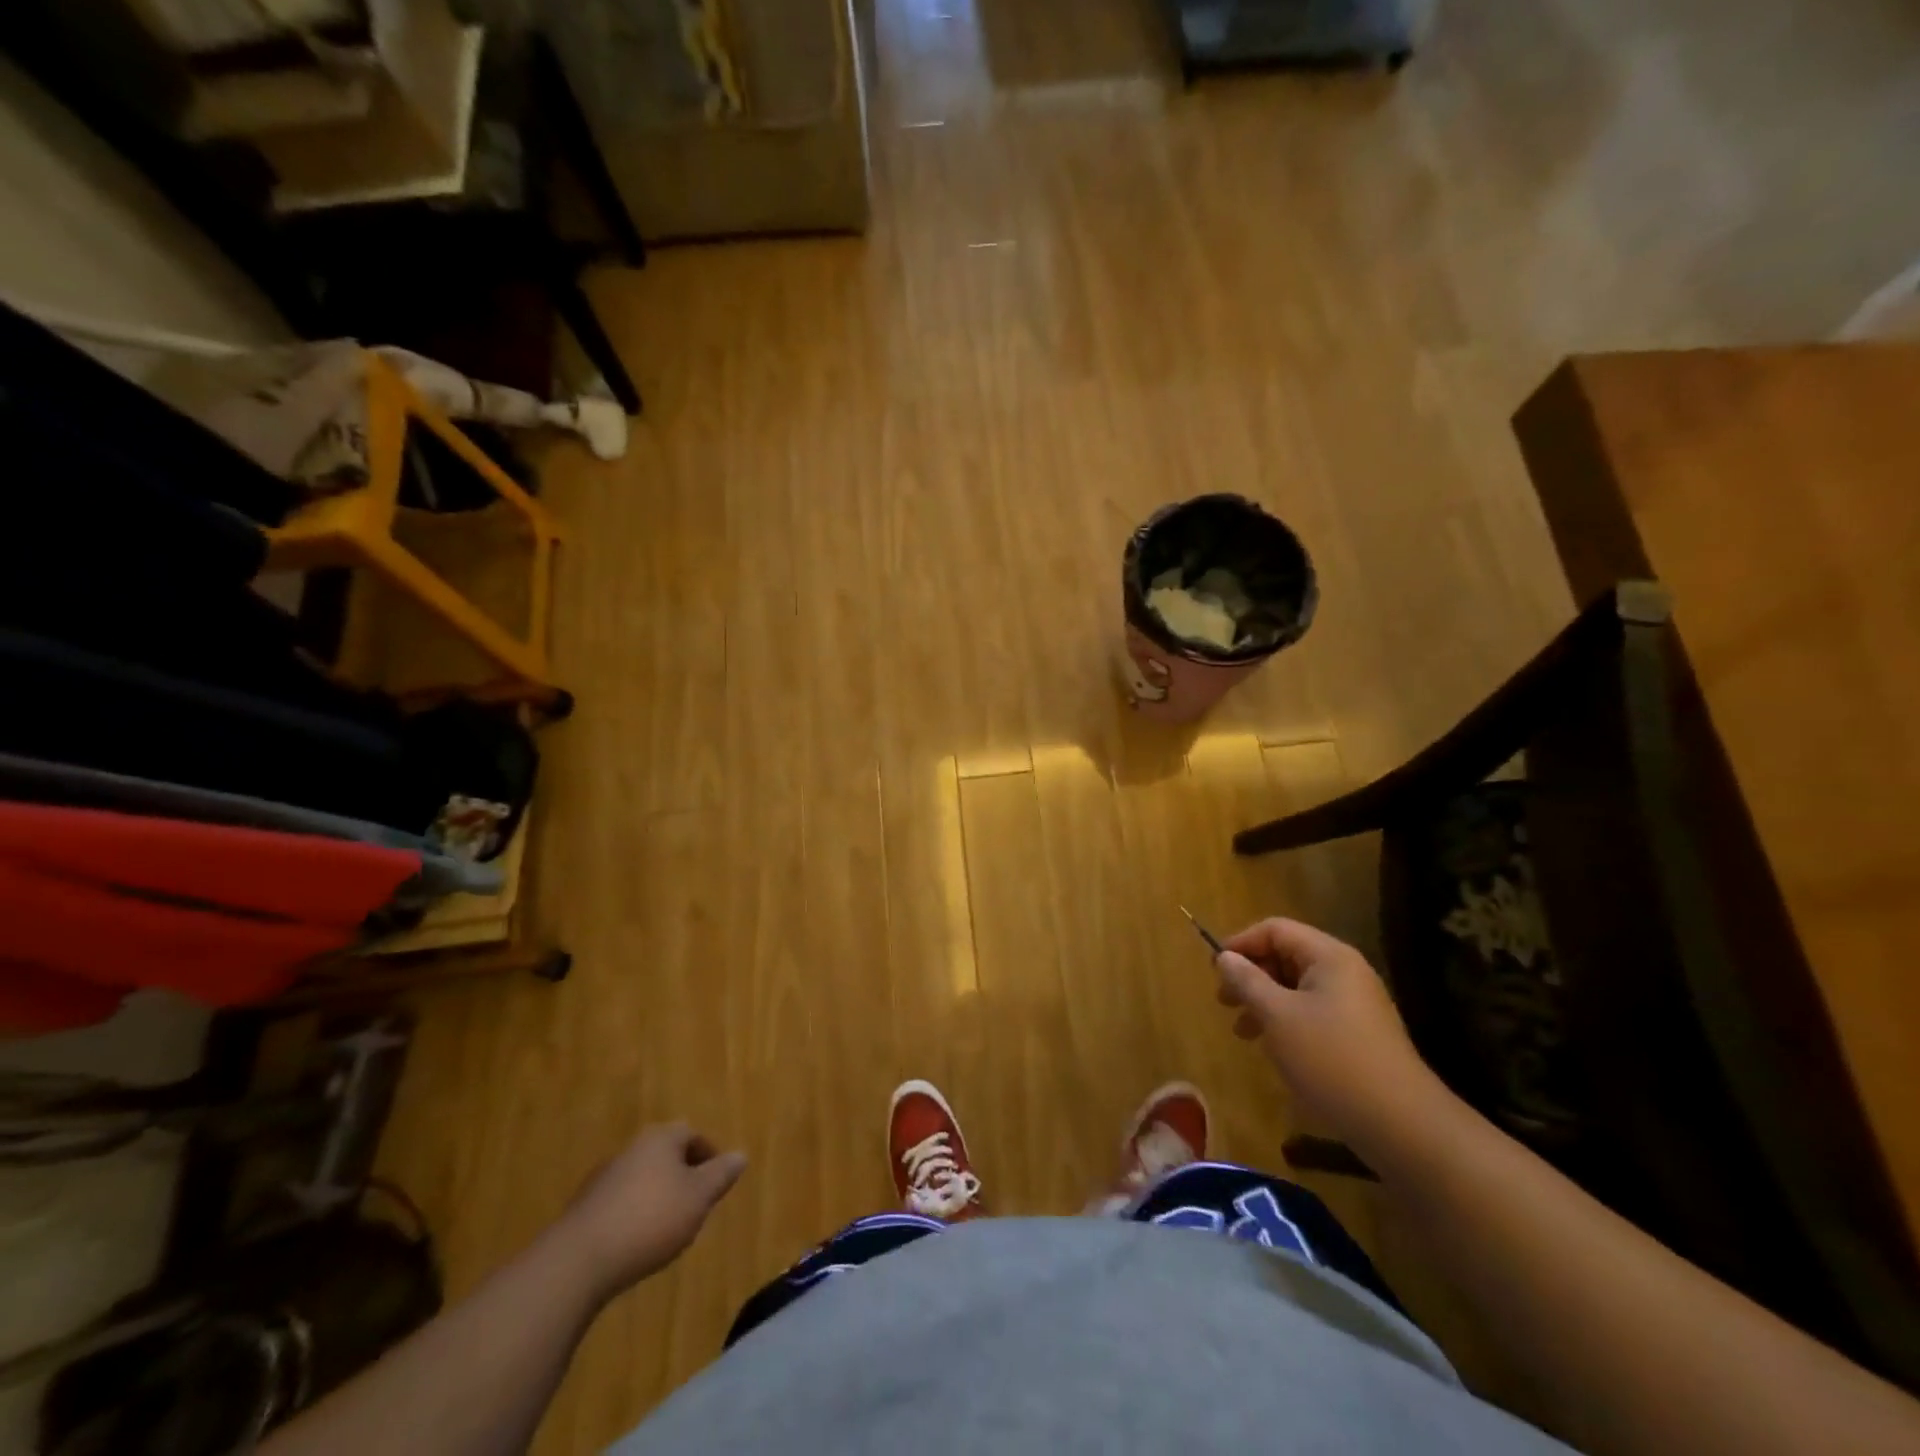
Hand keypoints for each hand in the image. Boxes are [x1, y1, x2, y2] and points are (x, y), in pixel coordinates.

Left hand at [555, 1123, 746, 1300]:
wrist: (578, 1261)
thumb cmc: (650, 1220)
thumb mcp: (698, 1198)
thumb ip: (721, 1174)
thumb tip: (740, 1154)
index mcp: (661, 1138)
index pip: (692, 1134)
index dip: (709, 1156)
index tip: (717, 1183)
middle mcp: (632, 1148)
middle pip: (666, 1154)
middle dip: (683, 1175)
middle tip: (696, 1204)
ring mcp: (604, 1177)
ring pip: (642, 1178)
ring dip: (657, 1195)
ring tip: (668, 1227)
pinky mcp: (584, 1208)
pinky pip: (620, 1202)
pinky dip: (634, 1214)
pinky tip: (637, 1242)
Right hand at [1215, 918, 1437, 1146]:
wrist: (1401, 1125)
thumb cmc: (1331, 1059)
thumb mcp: (1278, 1016)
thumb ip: (1247, 981)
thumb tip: (1225, 958)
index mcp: (1329, 957)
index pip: (1276, 929)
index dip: (1241, 943)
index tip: (1214, 970)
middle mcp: (1345, 972)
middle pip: (1286, 955)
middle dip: (1251, 975)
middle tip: (1223, 1002)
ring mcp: (1355, 1005)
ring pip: (1296, 988)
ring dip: (1264, 1001)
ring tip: (1242, 1031)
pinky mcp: (1358, 1035)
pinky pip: (1312, 1012)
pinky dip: (1285, 1021)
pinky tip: (1272, 1048)